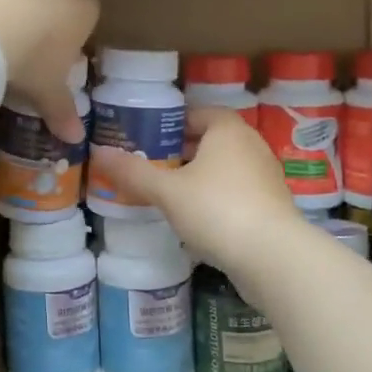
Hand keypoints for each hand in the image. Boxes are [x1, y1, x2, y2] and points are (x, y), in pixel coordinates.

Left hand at [0, 0, 97, 142]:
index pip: (86, 20)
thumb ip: (62, 110)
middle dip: (37, 27)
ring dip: (1, 18)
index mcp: (82, 4)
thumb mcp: (48, 90)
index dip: (70, 44)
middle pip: (49, 2)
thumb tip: (76, 138)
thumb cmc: (32, 57)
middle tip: (21, 60)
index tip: (53, 67)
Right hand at [89, 107, 300, 269]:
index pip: (198, 113)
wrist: (273, 257)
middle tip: (152, 166)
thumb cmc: (217, 209)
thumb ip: (133, 172)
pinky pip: (238, 192)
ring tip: (170, 194)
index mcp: (228, 130)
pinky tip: (198, 220)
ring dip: (200, 177)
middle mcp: (251, 146)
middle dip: (183, 152)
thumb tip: (98, 152)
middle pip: (212, 140)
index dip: (172, 124)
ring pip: (226, 168)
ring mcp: (266, 177)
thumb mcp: (167, 191)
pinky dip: (218, 199)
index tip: (148, 139)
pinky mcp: (272, 207)